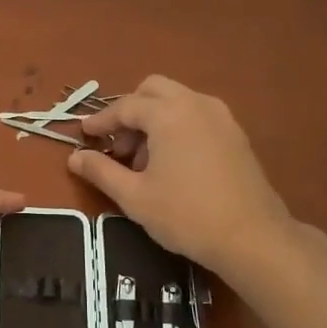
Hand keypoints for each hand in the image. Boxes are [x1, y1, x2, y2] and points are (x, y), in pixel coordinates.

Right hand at [69, 76, 292, 277]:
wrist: (252, 237)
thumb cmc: (185, 215)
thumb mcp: (134, 197)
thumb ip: (101, 171)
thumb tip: (75, 157)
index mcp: (169, 114)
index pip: (125, 107)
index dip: (101, 121)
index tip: (84, 135)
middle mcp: (196, 104)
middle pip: (153, 90)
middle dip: (130, 111)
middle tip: (118, 146)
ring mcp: (221, 117)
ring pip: (178, 100)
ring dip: (154, 118)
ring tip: (144, 160)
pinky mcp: (236, 134)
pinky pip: (197, 115)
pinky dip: (177, 126)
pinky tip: (173, 163)